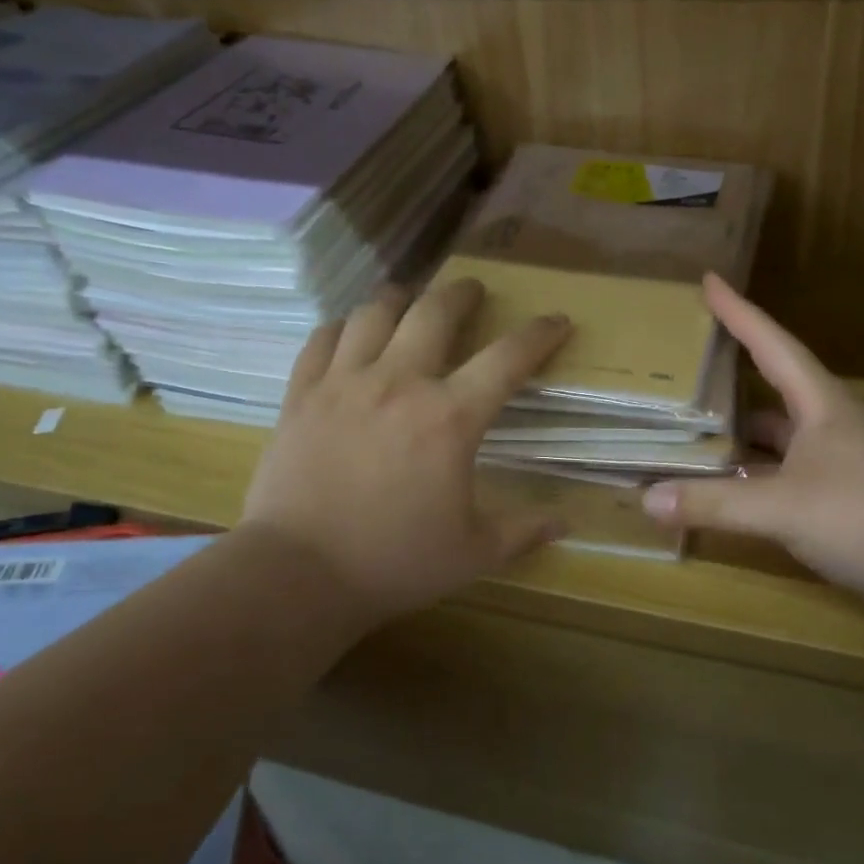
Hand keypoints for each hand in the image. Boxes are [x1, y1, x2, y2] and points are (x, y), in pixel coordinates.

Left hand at [243, 278, 571, 622]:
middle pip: (434, 312)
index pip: (507, 358)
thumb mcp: (473, 553)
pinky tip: (349, 332)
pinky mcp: (301, 395)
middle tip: (472, 290)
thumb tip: (565, 524)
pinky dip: (342, 327)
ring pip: (374, 313)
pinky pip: (322, 339)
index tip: (556, 321)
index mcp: (450, 418)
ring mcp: (344, 383)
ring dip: (400, 298)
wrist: (299, 574)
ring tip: (410, 299)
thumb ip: (522, 531)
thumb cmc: (394, 562)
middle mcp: (399, 383)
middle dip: (461, 293)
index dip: (539, 335)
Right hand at [641, 275, 863, 624]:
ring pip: (776, 440)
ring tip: (688, 435)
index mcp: (822, 405)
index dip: (739, 313)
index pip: (773, 345)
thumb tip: (646, 499)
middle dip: (729, 380)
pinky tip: (723, 492)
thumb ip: (714, 503)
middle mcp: (830, 426)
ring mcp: (837, 464)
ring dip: (738, 439)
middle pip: (771, 391)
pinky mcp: (840, 501)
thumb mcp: (784, 507)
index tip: (709, 281)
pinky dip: (751, 481)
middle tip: (683, 370)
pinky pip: (783, 478)